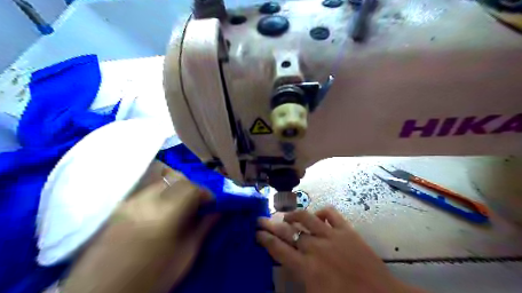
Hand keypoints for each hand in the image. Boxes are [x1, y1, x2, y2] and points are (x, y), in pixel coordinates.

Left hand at [63, 161, 218, 291]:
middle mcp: (144, 201)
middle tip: (197, 203)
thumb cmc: (150, 280)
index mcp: (163, 215)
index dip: (206, 193)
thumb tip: (218, 211)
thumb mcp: (185, 257)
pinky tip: (162, 209)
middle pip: (176, 178)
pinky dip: (162, 192)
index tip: (211, 204)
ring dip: (177, 188)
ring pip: (161, 180)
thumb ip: (203, 229)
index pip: (191, 187)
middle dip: (192, 187)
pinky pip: (148, 189)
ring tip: (180, 205)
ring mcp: (129, 201)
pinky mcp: (119, 205)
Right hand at [256, 207, 423, 292]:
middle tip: (260, 219)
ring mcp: (331, 236)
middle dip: (271, 225)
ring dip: (293, 215)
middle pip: (288, 231)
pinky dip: (321, 212)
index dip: (265, 239)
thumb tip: (286, 264)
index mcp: (306, 268)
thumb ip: (298, 279)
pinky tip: (317, 216)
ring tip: (287, 216)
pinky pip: (330, 213)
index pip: (279, 249)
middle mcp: (315, 248)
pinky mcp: (346, 230)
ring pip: (306, 217)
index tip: (256, 233)